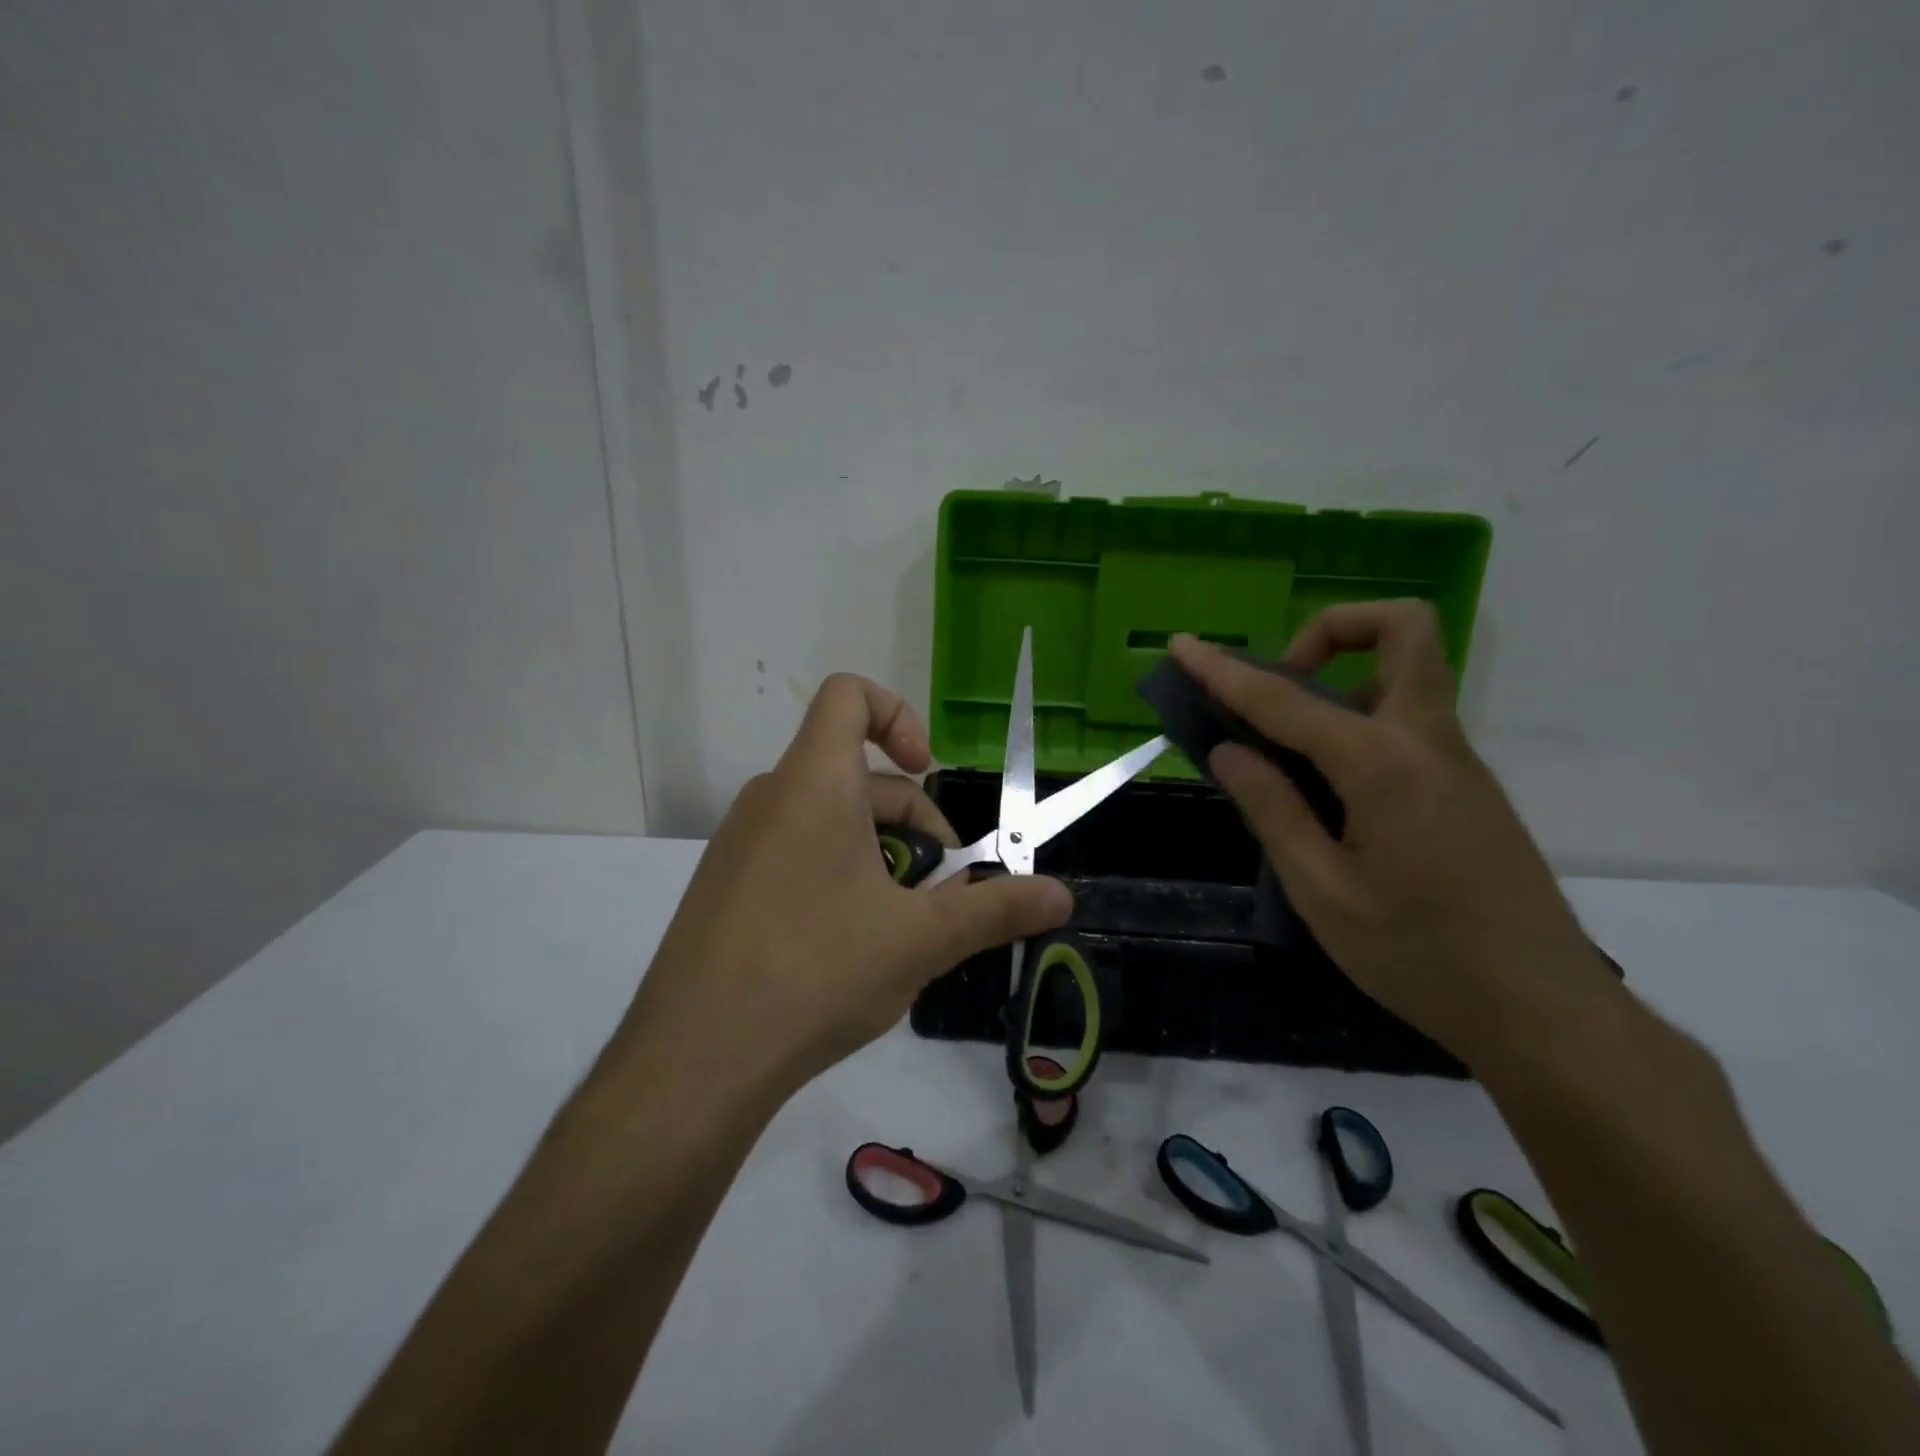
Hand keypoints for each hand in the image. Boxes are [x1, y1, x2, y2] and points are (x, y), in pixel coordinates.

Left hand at [622, 674, 1072, 1093]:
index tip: (928, 774)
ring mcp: (741, 842)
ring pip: (831, 821)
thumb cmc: (815, 973)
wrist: (693, 1061)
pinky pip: (797, 853)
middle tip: (941, 897)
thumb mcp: (920, 940)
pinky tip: (853, 949)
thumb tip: (1064, 896)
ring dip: (881, 859)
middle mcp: (771, 797)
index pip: (848, 695)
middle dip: (913, 826)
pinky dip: (839, 877)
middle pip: (859, 776)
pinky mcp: (726, 885)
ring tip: (903, 931)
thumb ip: (995, 910)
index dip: (898, 716)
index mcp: (814, 782)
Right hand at [1170, 604, 1617, 1061]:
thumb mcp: (1322, 891)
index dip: (1224, 671)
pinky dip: (1356, 724)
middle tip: (1280, 684)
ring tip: (1283, 747)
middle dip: (1332, 629)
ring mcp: (1456, 761)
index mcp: (1384, 765)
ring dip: (1341, 679)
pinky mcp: (1465, 787)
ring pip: (1405, 675)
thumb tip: (1228, 750)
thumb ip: (1272, 809)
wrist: (1544, 1012)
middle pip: (1404, 629)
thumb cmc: (1420, 956)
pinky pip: (1406, 722)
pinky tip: (1324, 793)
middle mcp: (1428, 741)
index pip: (1285, 699)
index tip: (1183, 646)